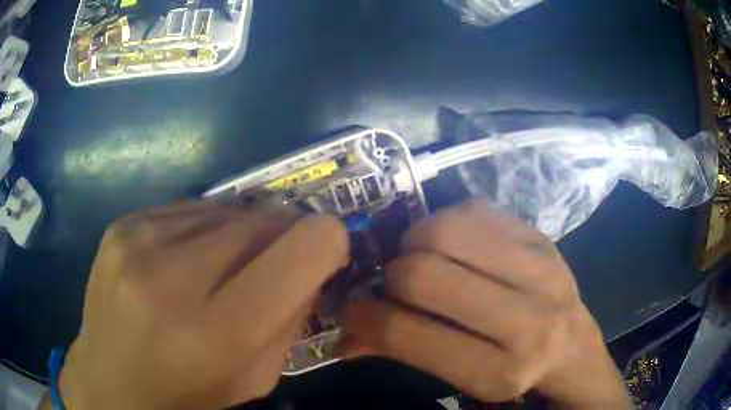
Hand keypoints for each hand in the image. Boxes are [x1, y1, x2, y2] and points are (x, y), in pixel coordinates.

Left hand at [57, 202, 347, 409]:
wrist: (110, 379)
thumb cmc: (187, 392)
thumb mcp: (256, 377)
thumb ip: (291, 317)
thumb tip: (312, 258)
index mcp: (216, 332)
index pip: (300, 251)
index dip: (326, 240)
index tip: (326, 248)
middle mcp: (171, 277)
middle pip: (261, 221)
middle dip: (282, 235)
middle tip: (275, 258)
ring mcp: (139, 241)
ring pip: (224, 209)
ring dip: (239, 232)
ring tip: (224, 263)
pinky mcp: (122, 224)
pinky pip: (187, 208)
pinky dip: (202, 228)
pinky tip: (187, 256)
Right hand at [342, 200, 630, 407]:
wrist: (575, 345)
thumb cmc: (517, 370)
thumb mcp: (464, 380)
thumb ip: (403, 355)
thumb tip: (344, 338)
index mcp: (501, 371)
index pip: (409, 334)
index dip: (365, 318)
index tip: (351, 310)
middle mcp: (528, 320)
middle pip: (424, 274)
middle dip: (391, 277)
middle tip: (391, 284)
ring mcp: (541, 267)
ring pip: (446, 230)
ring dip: (415, 242)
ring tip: (420, 258)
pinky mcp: (542, 236)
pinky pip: (473, 209)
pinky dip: (448, 222)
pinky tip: (454, 245)